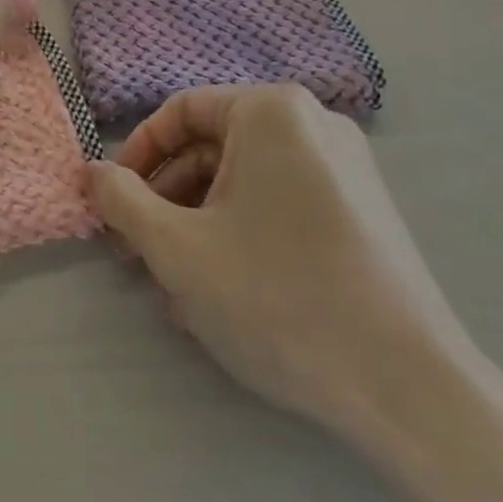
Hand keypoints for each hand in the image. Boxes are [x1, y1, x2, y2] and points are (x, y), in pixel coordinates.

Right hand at [87, 84, 480, 434]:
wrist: (411, 390)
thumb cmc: (278, 296)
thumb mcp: (178, 248)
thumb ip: (122, 201)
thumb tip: (92, 171)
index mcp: (271, 111)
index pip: (181, 112)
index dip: (136, 154)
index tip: (112, 201)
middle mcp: (313, 124)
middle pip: (213, 148)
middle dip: (166, 199)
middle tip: (136, 251)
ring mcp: (346, 168)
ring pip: (246, 181)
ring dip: (198, 223)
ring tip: (173, 284)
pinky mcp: (364, 212)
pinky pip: (282, 205)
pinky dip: (242, 234)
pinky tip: (222, 290)